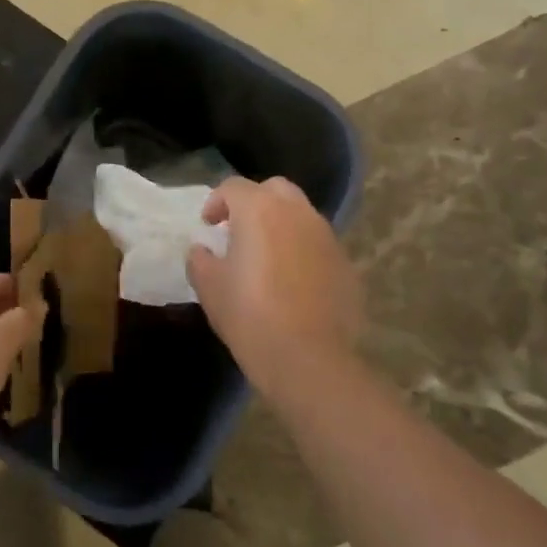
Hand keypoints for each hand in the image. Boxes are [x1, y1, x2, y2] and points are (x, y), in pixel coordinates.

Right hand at [187, 176, 362, 402]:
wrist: (308, 358)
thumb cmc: (249, 315)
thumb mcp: (209, 287)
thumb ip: (200, 259)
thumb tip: (202, 250)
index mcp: (259, 210)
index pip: (234, 187)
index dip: (216, 202)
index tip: (208, 225)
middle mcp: (297, 213)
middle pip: (274, 190)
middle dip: (254, 202)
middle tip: (238, 230)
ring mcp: (326, 237)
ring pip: (300, 215)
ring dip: (280, 225)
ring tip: (265, 256)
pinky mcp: (345, 264)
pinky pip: (318, 245)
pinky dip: (302, 251)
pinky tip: (291, 281)